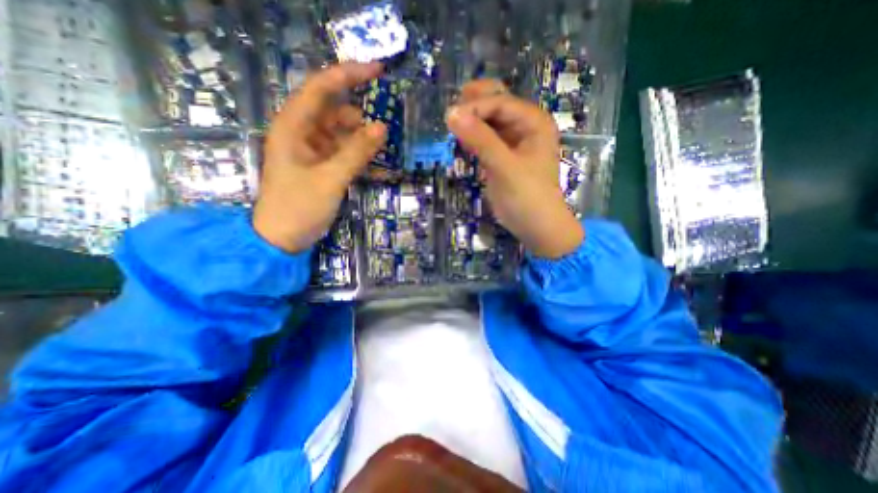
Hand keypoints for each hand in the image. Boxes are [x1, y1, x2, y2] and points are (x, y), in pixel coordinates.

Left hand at [257, 61, 389, 251]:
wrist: (283, 239)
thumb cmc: (299, 207)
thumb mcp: (330, 179)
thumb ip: (356, 152)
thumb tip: (382, 127)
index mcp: (293, 127)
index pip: (320, 89)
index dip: (348, 75)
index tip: (377, 71)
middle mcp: (301, 133)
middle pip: (333, 110)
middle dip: (359, 113)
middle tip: (385, 122)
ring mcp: (312, 150)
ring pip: (341, 132)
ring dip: (362, 137)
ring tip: (382, 146)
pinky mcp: (321, 165)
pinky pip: (344, 151)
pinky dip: (359, 154)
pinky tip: (376, 162)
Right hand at [447, 80, 580, 257]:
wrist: (536, 227)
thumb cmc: (527, 197)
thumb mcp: (505, 167)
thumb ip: (480, 140)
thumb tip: (451, 114)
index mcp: (533, 122)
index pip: (500, 102)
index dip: (475, 107)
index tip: (450, 118)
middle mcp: (524, 127)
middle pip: (496, 105)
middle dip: (473, 106)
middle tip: (451, 115)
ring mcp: (512, 143)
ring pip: (488, 123)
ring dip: (471, 124)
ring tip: (453, 129)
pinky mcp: (502, 158)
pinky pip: (485, 141)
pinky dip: (473, 140)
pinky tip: (462, 143)